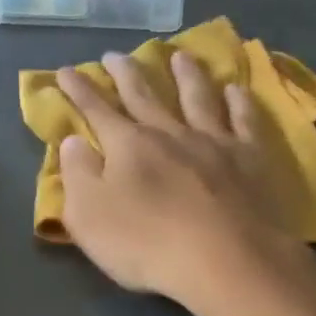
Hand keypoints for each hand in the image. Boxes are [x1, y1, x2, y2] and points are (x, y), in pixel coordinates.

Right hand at [57, 51, 310, 312]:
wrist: (226, 260)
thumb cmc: (147, 244)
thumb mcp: (90, 217)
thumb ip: (78, 175)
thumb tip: (73, 141)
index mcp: (128, 145)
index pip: (96, 110)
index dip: (79, 90)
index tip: (66, 70)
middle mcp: (169, 132)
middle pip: (144, 94)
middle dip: (125, 73)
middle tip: (114, 54)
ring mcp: (213, 141)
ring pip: (197, 97)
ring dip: (186, 74)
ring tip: (180, 55)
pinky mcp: (249, 158)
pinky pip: (244, 119)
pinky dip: (239, 101)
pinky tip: (236, 89)